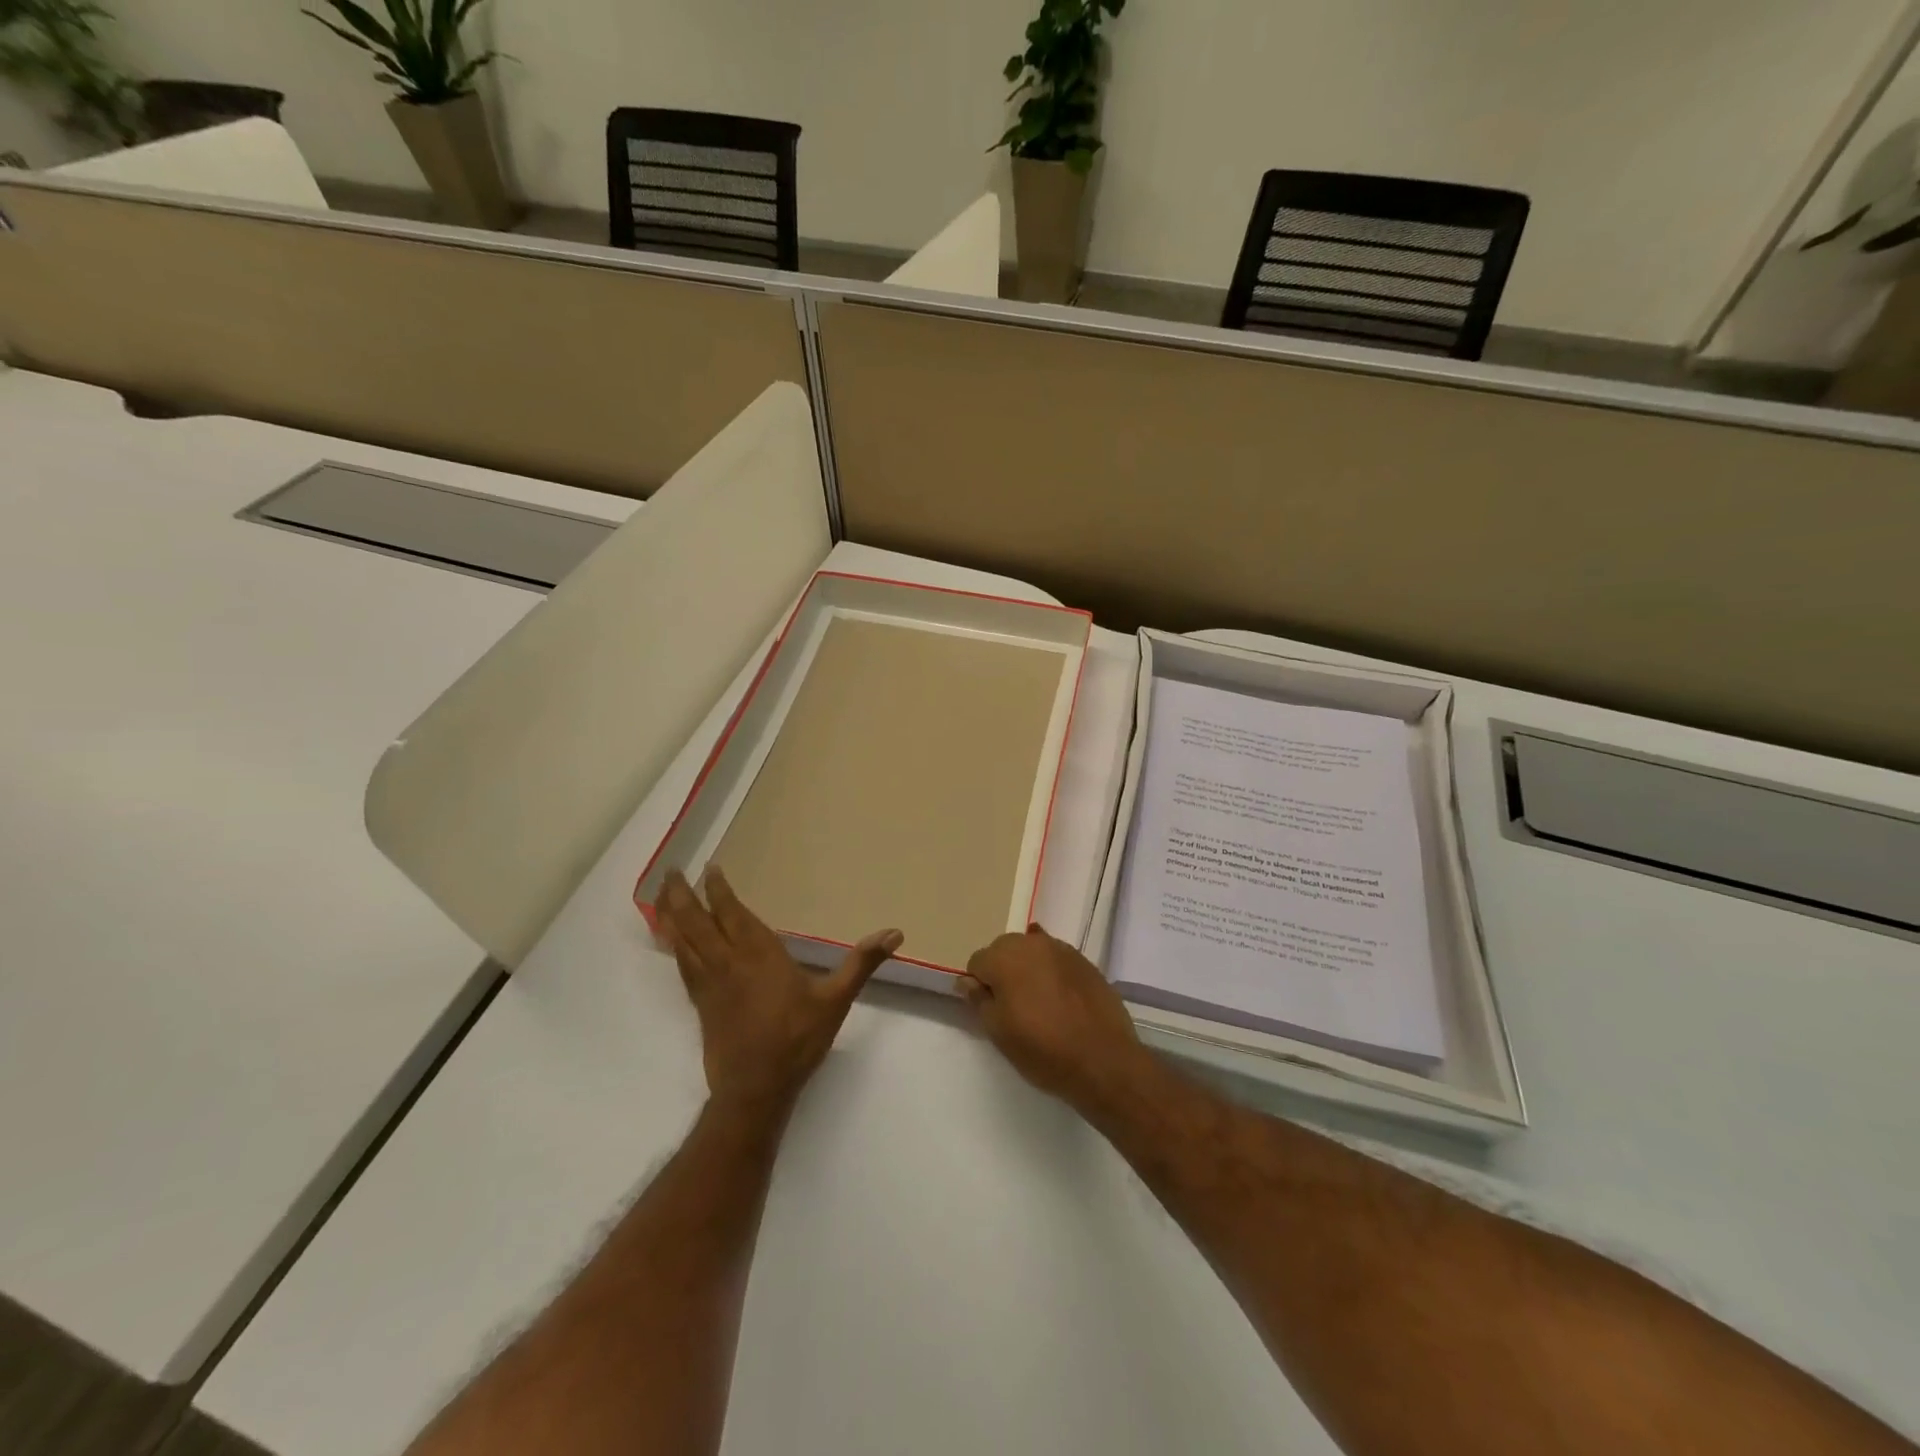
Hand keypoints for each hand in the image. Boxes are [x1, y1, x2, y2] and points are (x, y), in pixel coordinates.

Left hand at [655, 868, 901, 1116]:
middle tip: (671, 872)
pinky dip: (674, 947)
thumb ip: (862, 963)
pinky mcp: (701, 1005)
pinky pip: (682, 966)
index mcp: (758, 953)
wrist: (755, 1089)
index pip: (732, 912)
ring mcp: (710, 984)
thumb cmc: (797, 1039)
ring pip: (682, 941)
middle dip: (682, 894)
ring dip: (670, 915)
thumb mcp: (836, 999)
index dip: (719, 889)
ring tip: (661, 896)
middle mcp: (727, 961)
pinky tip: (672, 942)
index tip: (710, 868)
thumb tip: (895, 933)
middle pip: (696, 921)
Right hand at [957, 925, 1156, 1113]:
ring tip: (1038, 1002)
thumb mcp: (999, 1032)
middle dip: (1002, 971)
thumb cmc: (1043, 1049)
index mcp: (1005, 958)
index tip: (991, 1010)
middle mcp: (1032, 943)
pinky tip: (1059, 997)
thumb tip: (967, 981)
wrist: (1104, 1059)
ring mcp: (1061, 949)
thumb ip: (979, 1000)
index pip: (977, 961)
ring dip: (1027, 968)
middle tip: (1012, 1006)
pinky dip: (1051, 971)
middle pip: (1004, 949)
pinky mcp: (1084, 960)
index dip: (979, 986)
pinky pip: (1056, 959)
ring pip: (1031, 951)